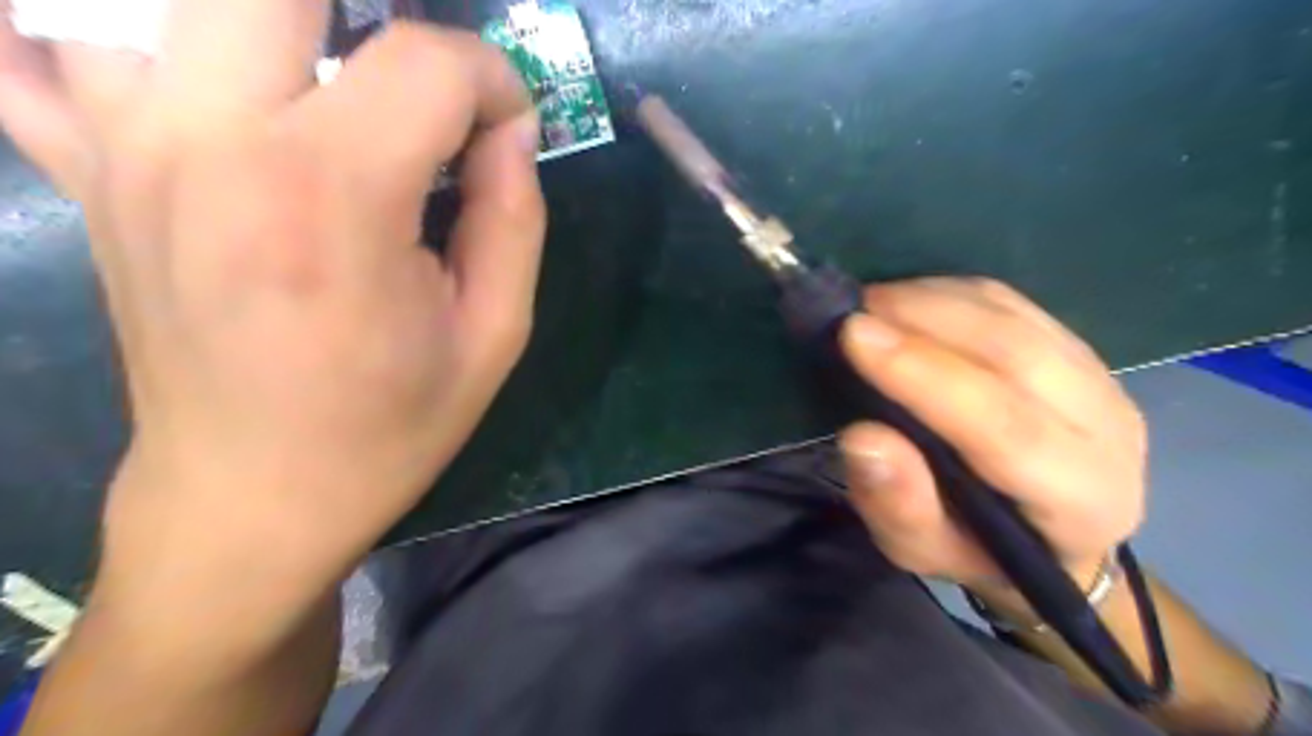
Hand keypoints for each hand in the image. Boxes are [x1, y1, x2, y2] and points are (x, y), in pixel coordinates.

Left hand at [0, 2, 544, 619]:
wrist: (253, 497)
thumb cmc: (391, 426)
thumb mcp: (494, 335)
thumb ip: (515, 217)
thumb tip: (509, 133)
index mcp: (332, 203)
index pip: (426, 64)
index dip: (491, 80)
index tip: (509, 127)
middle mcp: (211, 146)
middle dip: (379, 15)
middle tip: (417, 76)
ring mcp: (125, 146)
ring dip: (267, 21)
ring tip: (326, 75)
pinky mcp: (86, 169)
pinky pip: (30, 45)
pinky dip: (86, 24)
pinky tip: (176, 64)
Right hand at [840, 278, 1151, 612]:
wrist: (1049, 535)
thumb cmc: (977, 549)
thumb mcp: (922, 551)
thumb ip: (896, 504)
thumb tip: (862, 436)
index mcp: (1078, 500)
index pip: (1003, 426)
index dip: (923, 374)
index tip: (854, 335)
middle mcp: (1108, 431)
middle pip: (1016, 355)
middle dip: (924, 320)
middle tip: (854, 310)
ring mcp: (1101, 380)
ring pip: (1015, 318)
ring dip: (934, 299)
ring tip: (872, 303)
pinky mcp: (1080, 350)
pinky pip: (1014, 304)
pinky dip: (953, 293)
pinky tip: (909, 301)